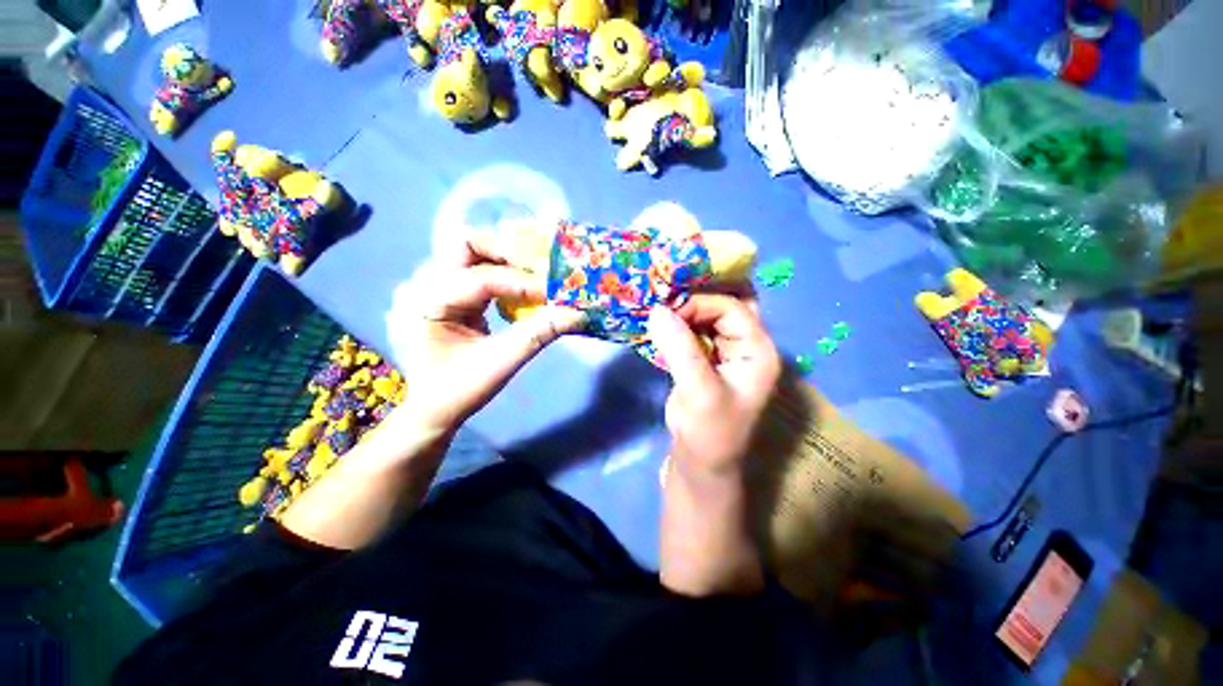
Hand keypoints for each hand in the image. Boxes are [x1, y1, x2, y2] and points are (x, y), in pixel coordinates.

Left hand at [392, 231, 583, 437]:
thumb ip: (538, 335)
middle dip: (509, 253)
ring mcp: (434, 286)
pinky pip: (478, 270)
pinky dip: (504, 273)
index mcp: (427, 303)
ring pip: (474, 253)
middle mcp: (424, 284)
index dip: (523, 283)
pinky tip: (523, 286)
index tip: (556, 291)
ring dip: (508, 260)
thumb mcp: (501, 364)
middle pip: (468, 246)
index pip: (481, 279)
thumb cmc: (460, 390)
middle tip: (543, 268)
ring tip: (538, 274)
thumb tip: (578, 315)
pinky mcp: (448, 292)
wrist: (433, 408)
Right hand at [648, 295, 780, 477]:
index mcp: (757, 349)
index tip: (665, 312)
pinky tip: (659, 324)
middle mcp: (746, 345)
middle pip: (724, 305)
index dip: (698, 304)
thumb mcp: (699, 390)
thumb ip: (679, 348)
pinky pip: (693, 331)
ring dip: (683, 310)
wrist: (701, 463)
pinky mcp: (706, 359)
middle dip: (695, 298)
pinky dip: (677, 324)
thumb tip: (657, 309)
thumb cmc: (709, 432)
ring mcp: (725, 351)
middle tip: (664, 295)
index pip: (731, 308)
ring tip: (657, 308)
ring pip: (707, 316)